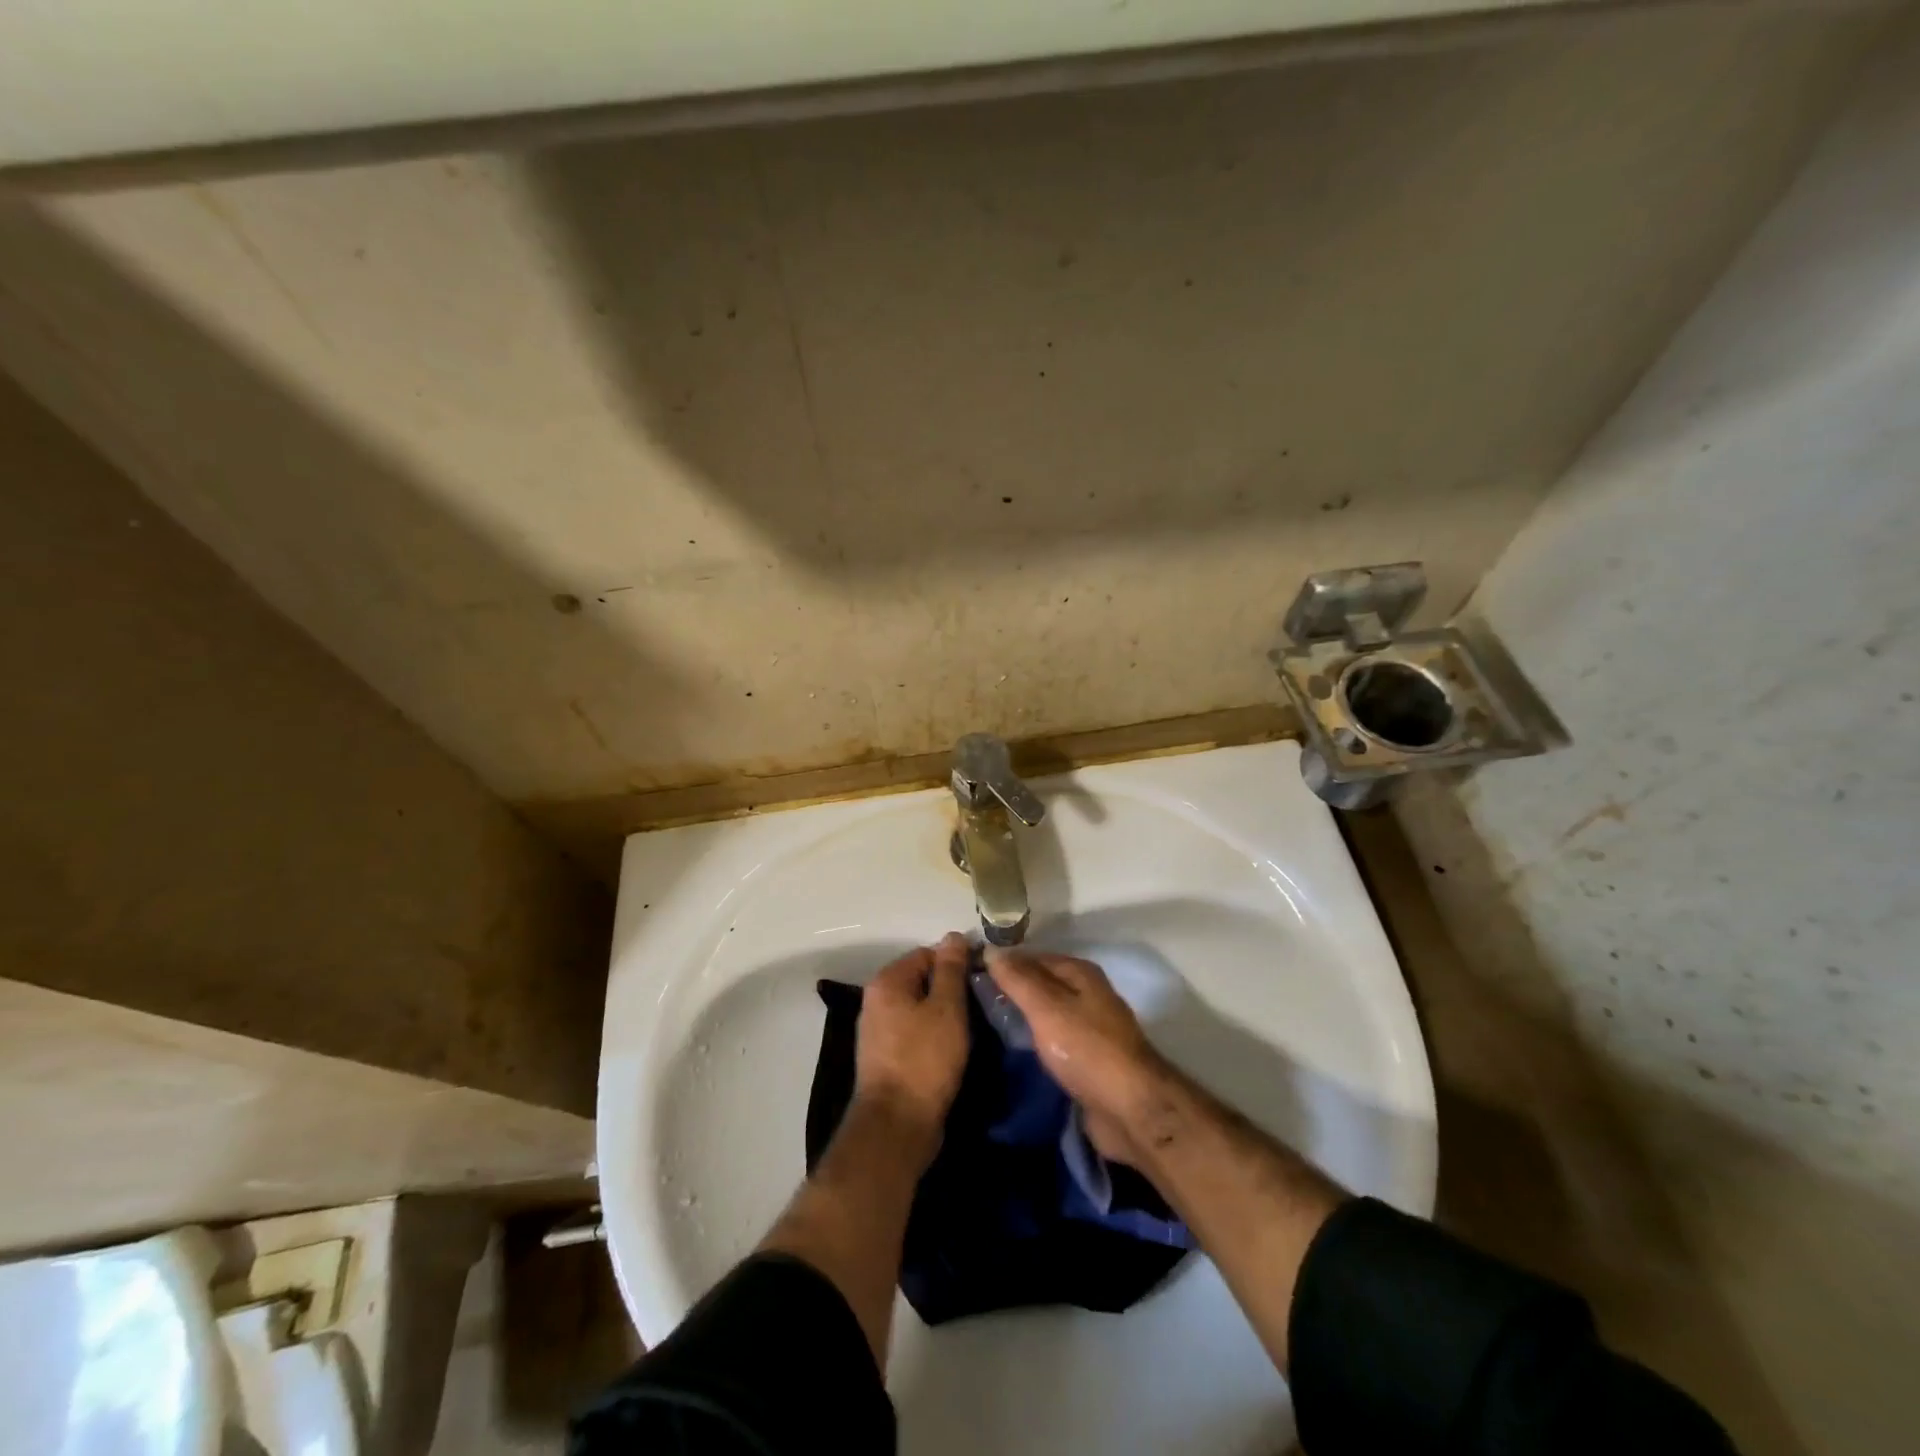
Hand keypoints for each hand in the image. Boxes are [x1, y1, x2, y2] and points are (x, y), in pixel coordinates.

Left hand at [853, 933, 970, 1159]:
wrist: (897, 1125)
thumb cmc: (924, 1059)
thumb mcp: (947, 1008)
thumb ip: (951, 969)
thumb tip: (953, 935)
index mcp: (887, 981)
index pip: (927, 953)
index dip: (957, 962)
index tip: (982, 980)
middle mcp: (876, 1000)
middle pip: (921, 980)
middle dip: (951, 989)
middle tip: (980, 1003)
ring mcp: (878, 1030)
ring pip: (919, 1007)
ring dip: (944, 1014)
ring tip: (972, 1026)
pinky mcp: (886, 1056)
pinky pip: (914, 1031)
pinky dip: (933, 1034)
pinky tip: (953, 1047)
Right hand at [984, 948, 1172, 1166]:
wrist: (1129, 1109)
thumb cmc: (1086, 1049)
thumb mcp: (1047, 1007)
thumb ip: (1018, 979)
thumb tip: (991, 950)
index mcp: (1080, 973)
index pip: (1032, 957)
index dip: (1002, 963)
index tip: (968, 973)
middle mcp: (1087, 994)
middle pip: (1040, 985)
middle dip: (1009, 991)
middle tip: (970, 1002)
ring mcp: (1089, 1028)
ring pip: (1045, 1014)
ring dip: (1020, 1018)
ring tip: (982, 1024)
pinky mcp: (1087, 1059)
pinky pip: (1052, 1041)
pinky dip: (1033, 1042)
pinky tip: (1009, 1050)